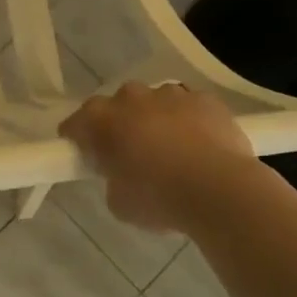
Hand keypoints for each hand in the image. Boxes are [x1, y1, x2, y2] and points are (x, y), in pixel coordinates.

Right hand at [59, 82, 258, 234]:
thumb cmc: (160, 198)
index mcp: (100, 120)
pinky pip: (190, 107)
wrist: (221, 191)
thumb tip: (121, 176)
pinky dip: (191, 121)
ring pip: (155, 102)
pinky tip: (202, 146)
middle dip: (121, 124)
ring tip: (172, 150)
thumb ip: (113, 180)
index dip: (78, 139)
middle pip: (117, 106)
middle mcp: (130, 97)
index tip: (87, 156)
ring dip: (157, 120)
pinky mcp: (204, 99)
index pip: (75, 123)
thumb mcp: (119, 203)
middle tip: (131, 153)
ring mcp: (169, 94)